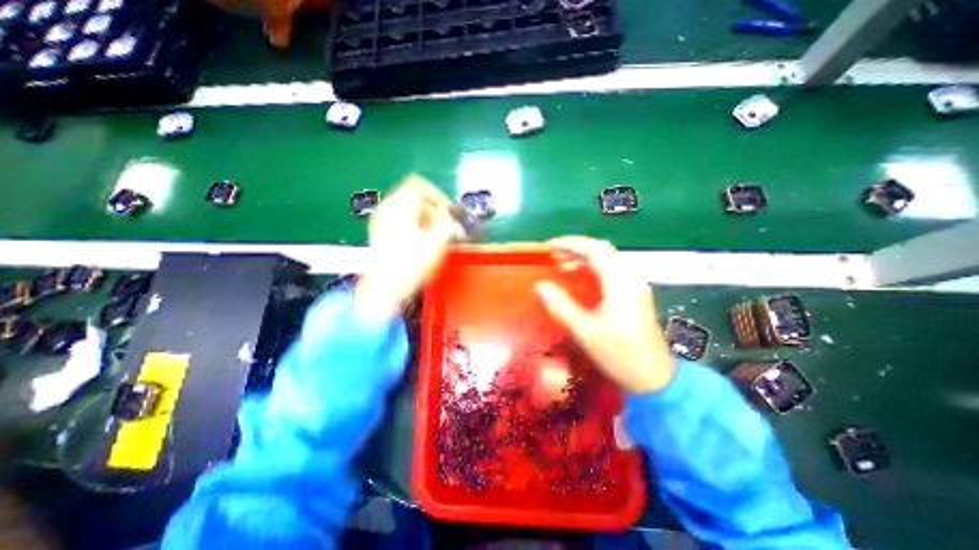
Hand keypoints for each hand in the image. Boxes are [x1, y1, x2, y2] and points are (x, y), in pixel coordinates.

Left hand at [356, 174, 462, 322]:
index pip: (419, 184)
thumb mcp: (436, 242)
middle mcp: (387, 208)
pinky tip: (420, 243)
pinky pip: (401, 220)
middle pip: (414, 197)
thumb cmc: (410, 265)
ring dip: (425, 219)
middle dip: (433, 210)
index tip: (448, 211)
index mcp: (399, 205)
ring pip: (408, 209)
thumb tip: (448, 213)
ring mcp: (380, 220)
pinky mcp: (379, 232)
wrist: (385, 288)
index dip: (437, 194)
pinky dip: (414, 226)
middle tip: (444, 228)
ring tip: (434, 237)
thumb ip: (446, 222)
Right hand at [534, 237, 672, 394]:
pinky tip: (581, 278)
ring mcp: (635, 286)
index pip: (594, 249)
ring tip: (562, 266)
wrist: (654, 379)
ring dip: (585, 258)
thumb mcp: (585, 331)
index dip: (571, 244)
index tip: (550, 246)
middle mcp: (630, 278)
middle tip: (554, 256)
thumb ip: (561, 306)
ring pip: (608, 260)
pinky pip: (612, 271)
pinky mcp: (635, 294)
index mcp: (619, 283)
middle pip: (603, 250)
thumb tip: (540, 285)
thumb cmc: (619, 354)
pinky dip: (593, 269)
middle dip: (576, 249)